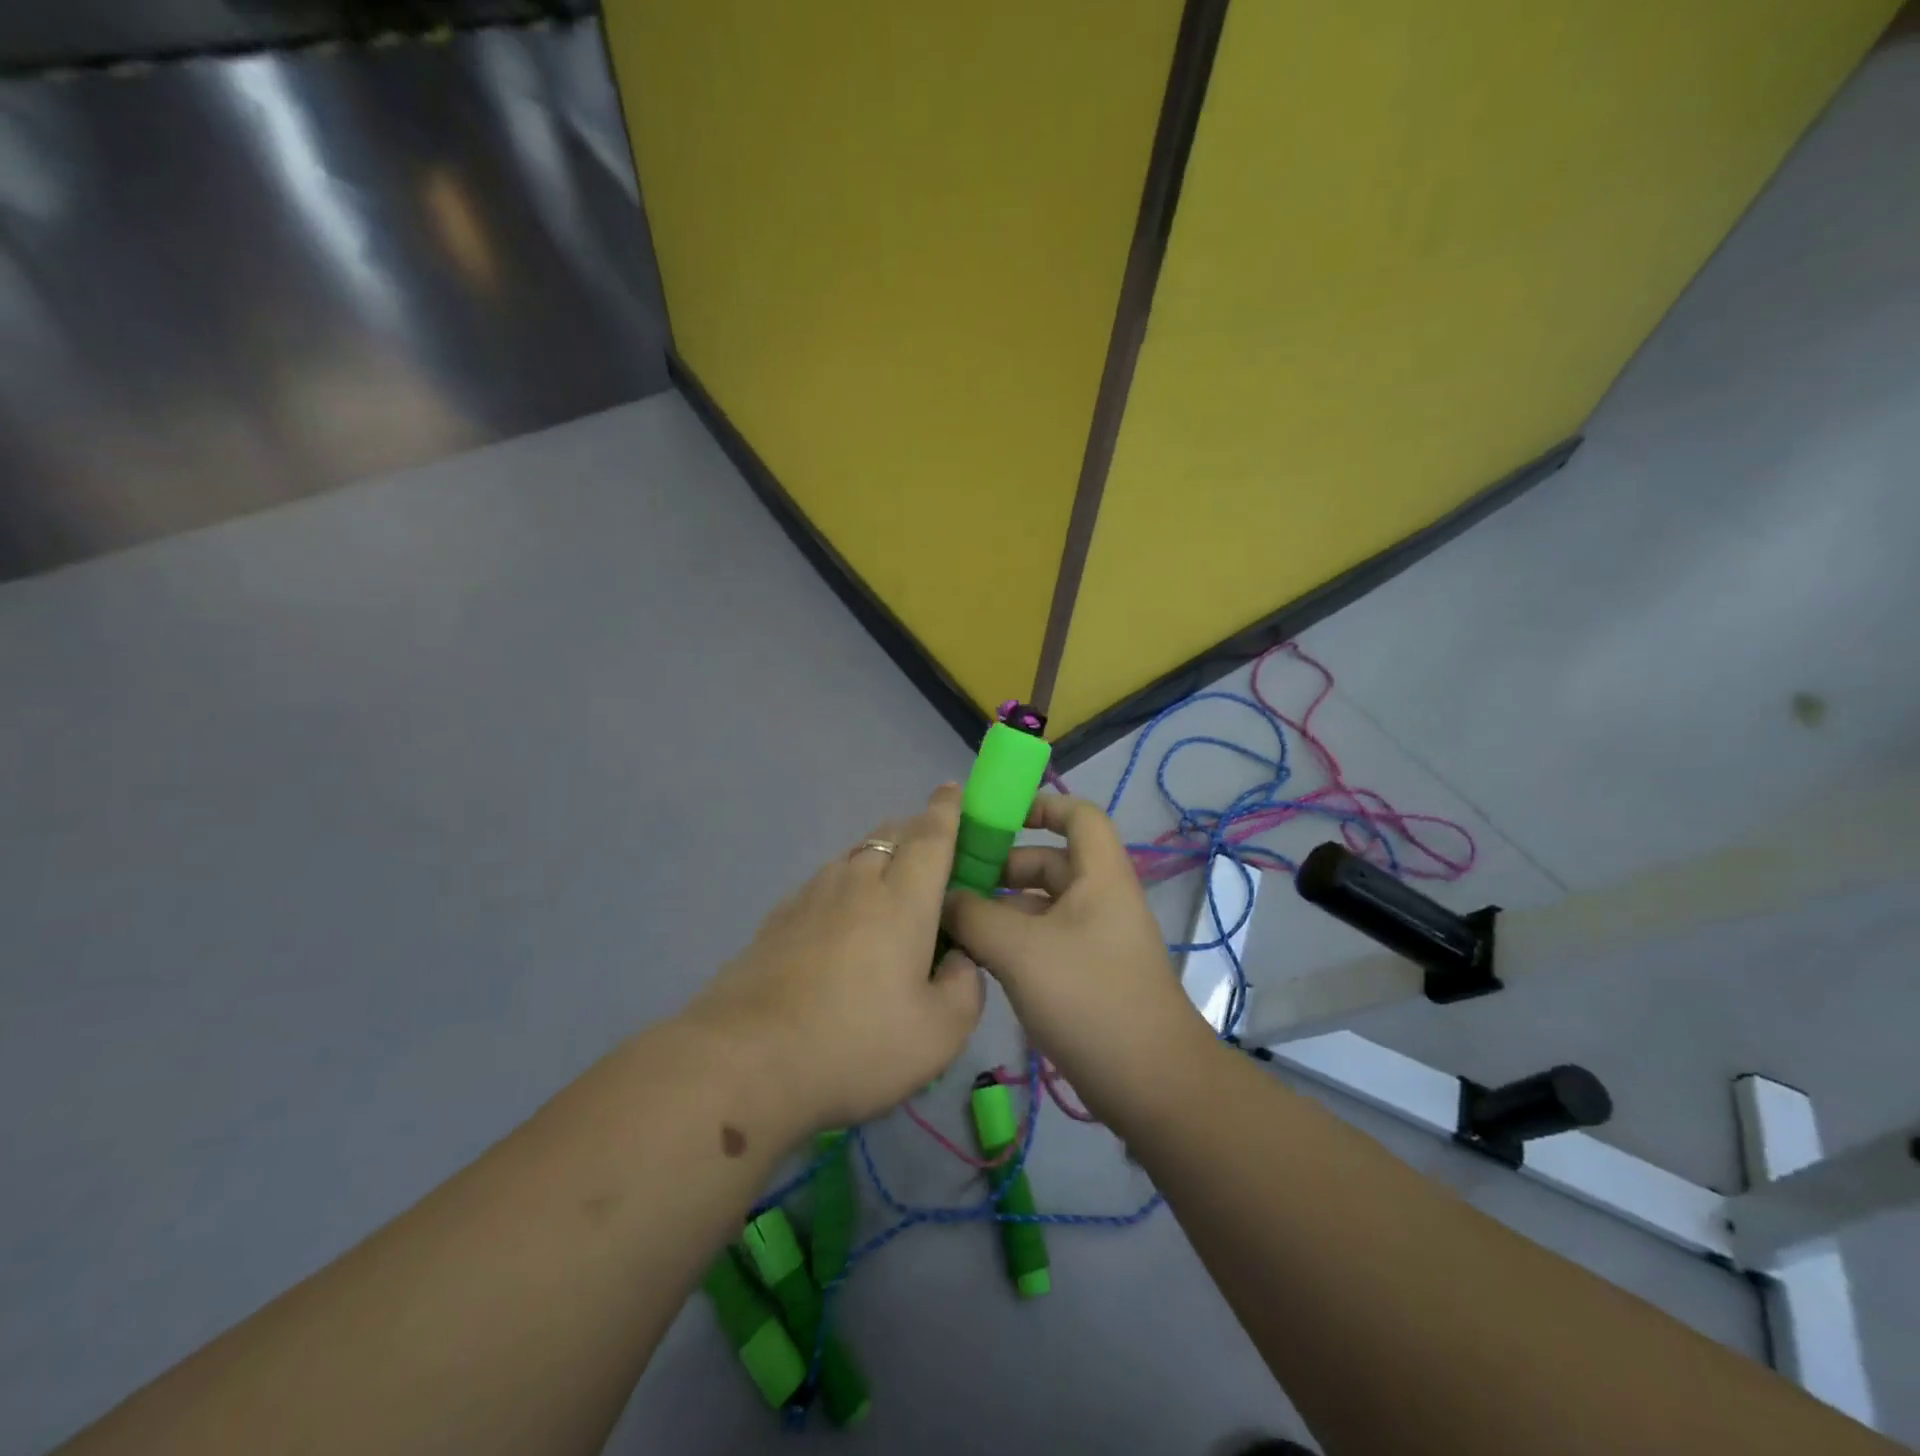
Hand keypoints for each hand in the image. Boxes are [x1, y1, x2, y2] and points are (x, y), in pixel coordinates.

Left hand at [681, 784, 985, 1134]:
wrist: (743, 1061)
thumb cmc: (855, 1043)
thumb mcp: (939, 1034)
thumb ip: (964, 987)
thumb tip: (958, 959)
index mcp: (902, 899)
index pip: (931, 835)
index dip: (947, 809)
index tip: (953, 789)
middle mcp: (856, 882)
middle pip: (890, 835)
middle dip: (917, 831)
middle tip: (935, 856)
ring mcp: (810, 896)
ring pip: (854, 856)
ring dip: (880, 858)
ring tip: (890, 891)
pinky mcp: (777, 918)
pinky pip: (824, 883)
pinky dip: (845, 886)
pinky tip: (842, 922)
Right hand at [941, 793, 1212, 1119]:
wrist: (1149, 1084)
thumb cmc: (1089, 997)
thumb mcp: (1020, 950)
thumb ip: (974, 916)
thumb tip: (943, 898)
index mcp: (1100, 876)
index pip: (1079, 815)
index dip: (1041, 805)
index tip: (995, 818)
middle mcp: (1100, 899)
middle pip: (1049, 862)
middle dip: (1002, 867)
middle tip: (951, 881)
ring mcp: (1094, 939)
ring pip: (1041, 906)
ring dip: (1000, 908)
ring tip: (952, 921)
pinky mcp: (1087, 975)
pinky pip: (1043, 940)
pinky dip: (1011, 940)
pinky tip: (975, 957)